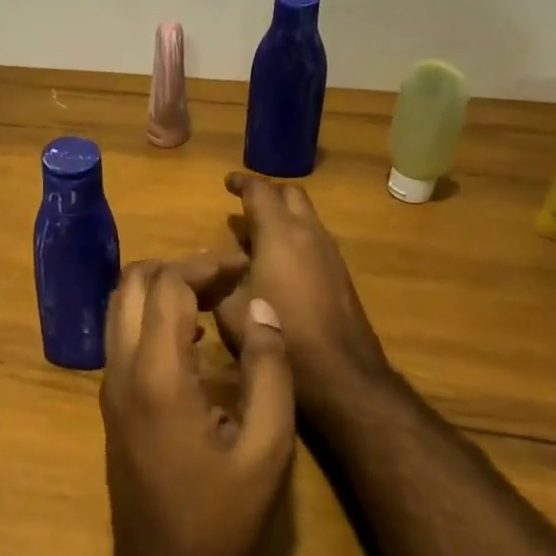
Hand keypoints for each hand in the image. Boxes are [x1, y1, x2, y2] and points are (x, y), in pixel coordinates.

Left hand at [100, 257, 294, 555]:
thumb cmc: (223, 517)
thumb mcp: (268, 447)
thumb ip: (269, 369)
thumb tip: (262, 309)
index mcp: (157, 374)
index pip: (167, 284)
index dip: (205, 265)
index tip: (243, 268)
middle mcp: (121, 368)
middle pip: (131, 282)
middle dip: (178, 267)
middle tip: (225, 279)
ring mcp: (109, 386)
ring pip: (119, 305)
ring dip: (161, 289)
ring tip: (213, 299)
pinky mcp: (110, 404)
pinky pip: (122, 336)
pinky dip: (151, 316)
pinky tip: (195, 339)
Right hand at [215, 172, 389, 405]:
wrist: (341, 373)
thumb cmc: (281, 333)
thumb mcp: (231, 309)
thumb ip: (220, 279)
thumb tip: (214, 262)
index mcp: (279, 233)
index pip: (260, 191)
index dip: (241, 182)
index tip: (227, 182)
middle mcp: (309, 233)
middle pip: (291, 194)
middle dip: (267, 193)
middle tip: (244, 204)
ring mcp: (330, 253)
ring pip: (306, 217)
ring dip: (283, 217)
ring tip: (255, 236)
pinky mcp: (341, 274)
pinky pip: (314, 240)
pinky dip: (294, 238)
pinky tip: (277, 264)